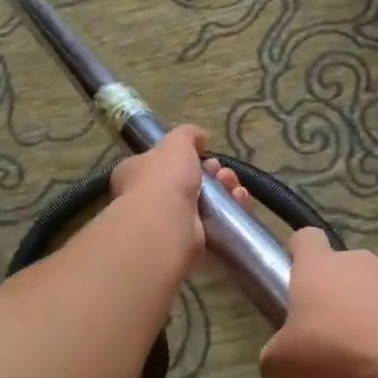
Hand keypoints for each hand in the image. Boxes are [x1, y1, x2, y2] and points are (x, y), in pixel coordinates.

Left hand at [107, 125, 250, 272]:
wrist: (166, 224)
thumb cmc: (164, 178)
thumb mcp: (176, 143)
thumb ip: (188, 135)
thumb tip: (200, 137)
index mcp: (137, 173)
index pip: (161, 162)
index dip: (186, 157)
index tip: (206, 153)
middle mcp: (149, 199)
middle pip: (188, 182)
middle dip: (213, 175)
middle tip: (223, 173)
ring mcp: (169, 222)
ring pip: (205, 203)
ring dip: (225, 192)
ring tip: (235, 188)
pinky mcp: (189, 241)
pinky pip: (215, 223)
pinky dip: (231, 212)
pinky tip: (240, 203)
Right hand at [259, 229, 377, 377]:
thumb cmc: (337, 354)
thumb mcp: (283, 364)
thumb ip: (275, 356)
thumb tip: (279, 360)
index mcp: (319, 267)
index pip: (305, 240)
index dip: (298, 256)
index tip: (296, 282)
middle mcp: (361, 264)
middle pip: (342, 284)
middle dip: (335, 322)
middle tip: (329, 366)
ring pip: (376, 312)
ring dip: (366, 346)